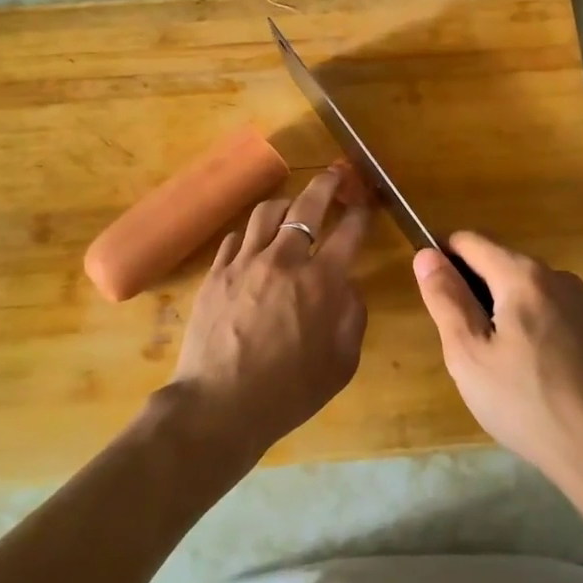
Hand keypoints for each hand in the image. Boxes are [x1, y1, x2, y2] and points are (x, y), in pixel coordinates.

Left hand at [169, 167, 371, 464]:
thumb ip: (352, 317)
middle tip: (335, 175)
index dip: (362, 213)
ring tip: (293, 208)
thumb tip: (349, 287)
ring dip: (287, 204)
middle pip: (308, 205)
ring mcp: (245, 262)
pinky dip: (252, 233)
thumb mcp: (341, 363)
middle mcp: (284, 260)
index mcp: (321, 282)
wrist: (219, 407)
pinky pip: (236, 237)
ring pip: (267, 212)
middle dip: (327, 184)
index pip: (349, 231)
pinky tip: (256, 242)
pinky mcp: (216, 272)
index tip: (366, 204)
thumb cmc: (288, 392)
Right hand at [414, 232, 582, 485]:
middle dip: (470, 292)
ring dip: (496, 312)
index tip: (435, 302)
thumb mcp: (470, 355)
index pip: (468, 240)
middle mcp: (554, 274)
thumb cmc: (528, 403)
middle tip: (464, 347)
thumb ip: (446, 300)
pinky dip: (522, 327)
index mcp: (523, 274)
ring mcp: (578, 301)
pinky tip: (524, 374)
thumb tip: (426, 255)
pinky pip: (542, 309)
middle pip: (496, 262)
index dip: (442, 260)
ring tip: (494, 367)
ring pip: (519, 289)